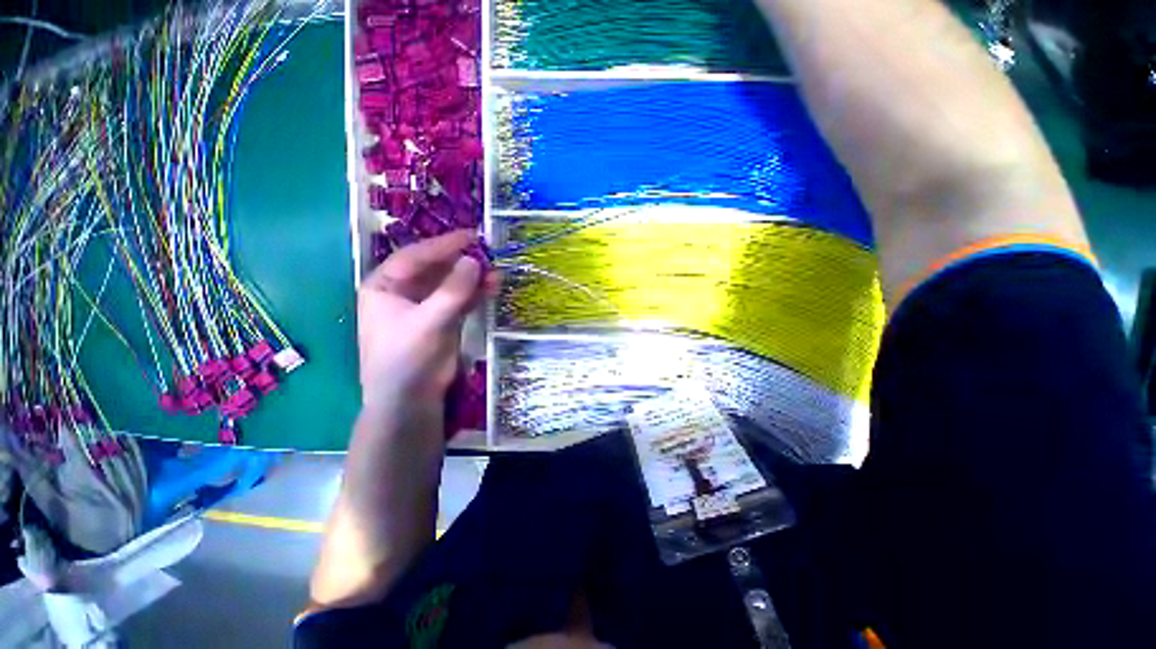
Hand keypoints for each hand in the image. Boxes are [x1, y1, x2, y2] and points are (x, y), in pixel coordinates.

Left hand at [357, 230, 489, 406]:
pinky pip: (461, 300)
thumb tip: (474, 261)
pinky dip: (476, 293)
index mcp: (385, 287)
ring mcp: (426, 306)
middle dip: (462, 262)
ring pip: (451, 284)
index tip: (471, 236)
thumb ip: (452, 291)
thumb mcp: (428, 322)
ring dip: (473, 278)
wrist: (411, 399)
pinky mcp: (444, 319)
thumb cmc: (407, 358)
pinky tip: (493, 287)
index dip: (443, 245)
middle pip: (435, 268)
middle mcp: (404, 292)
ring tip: (496, 273)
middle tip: (488, 254)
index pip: (415, 257)